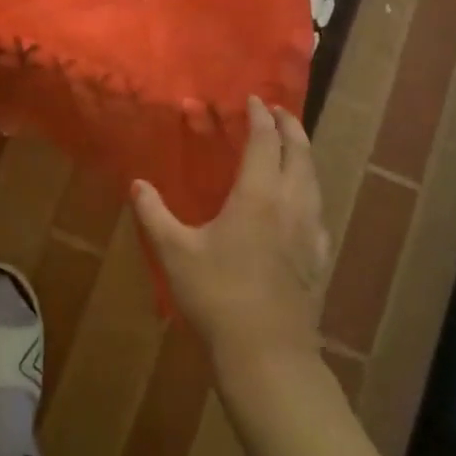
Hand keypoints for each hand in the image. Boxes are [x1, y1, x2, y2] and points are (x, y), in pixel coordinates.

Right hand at [131, 97, 330, 376]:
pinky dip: (311, 190)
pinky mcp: (318, 259)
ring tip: (292, 146)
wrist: (267, 355)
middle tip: (279, 112)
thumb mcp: (174, 252)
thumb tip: (137, 184)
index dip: (261, 117)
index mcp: (258, 196)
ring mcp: (310, 233)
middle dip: (290, 127)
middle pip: (300, 154)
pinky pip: (318, 210)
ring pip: (314, 180)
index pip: (265, 142)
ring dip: (304, 155)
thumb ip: (154, 213)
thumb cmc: (217, 295)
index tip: (254, 100)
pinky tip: (302, 204)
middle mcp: (291, 205)